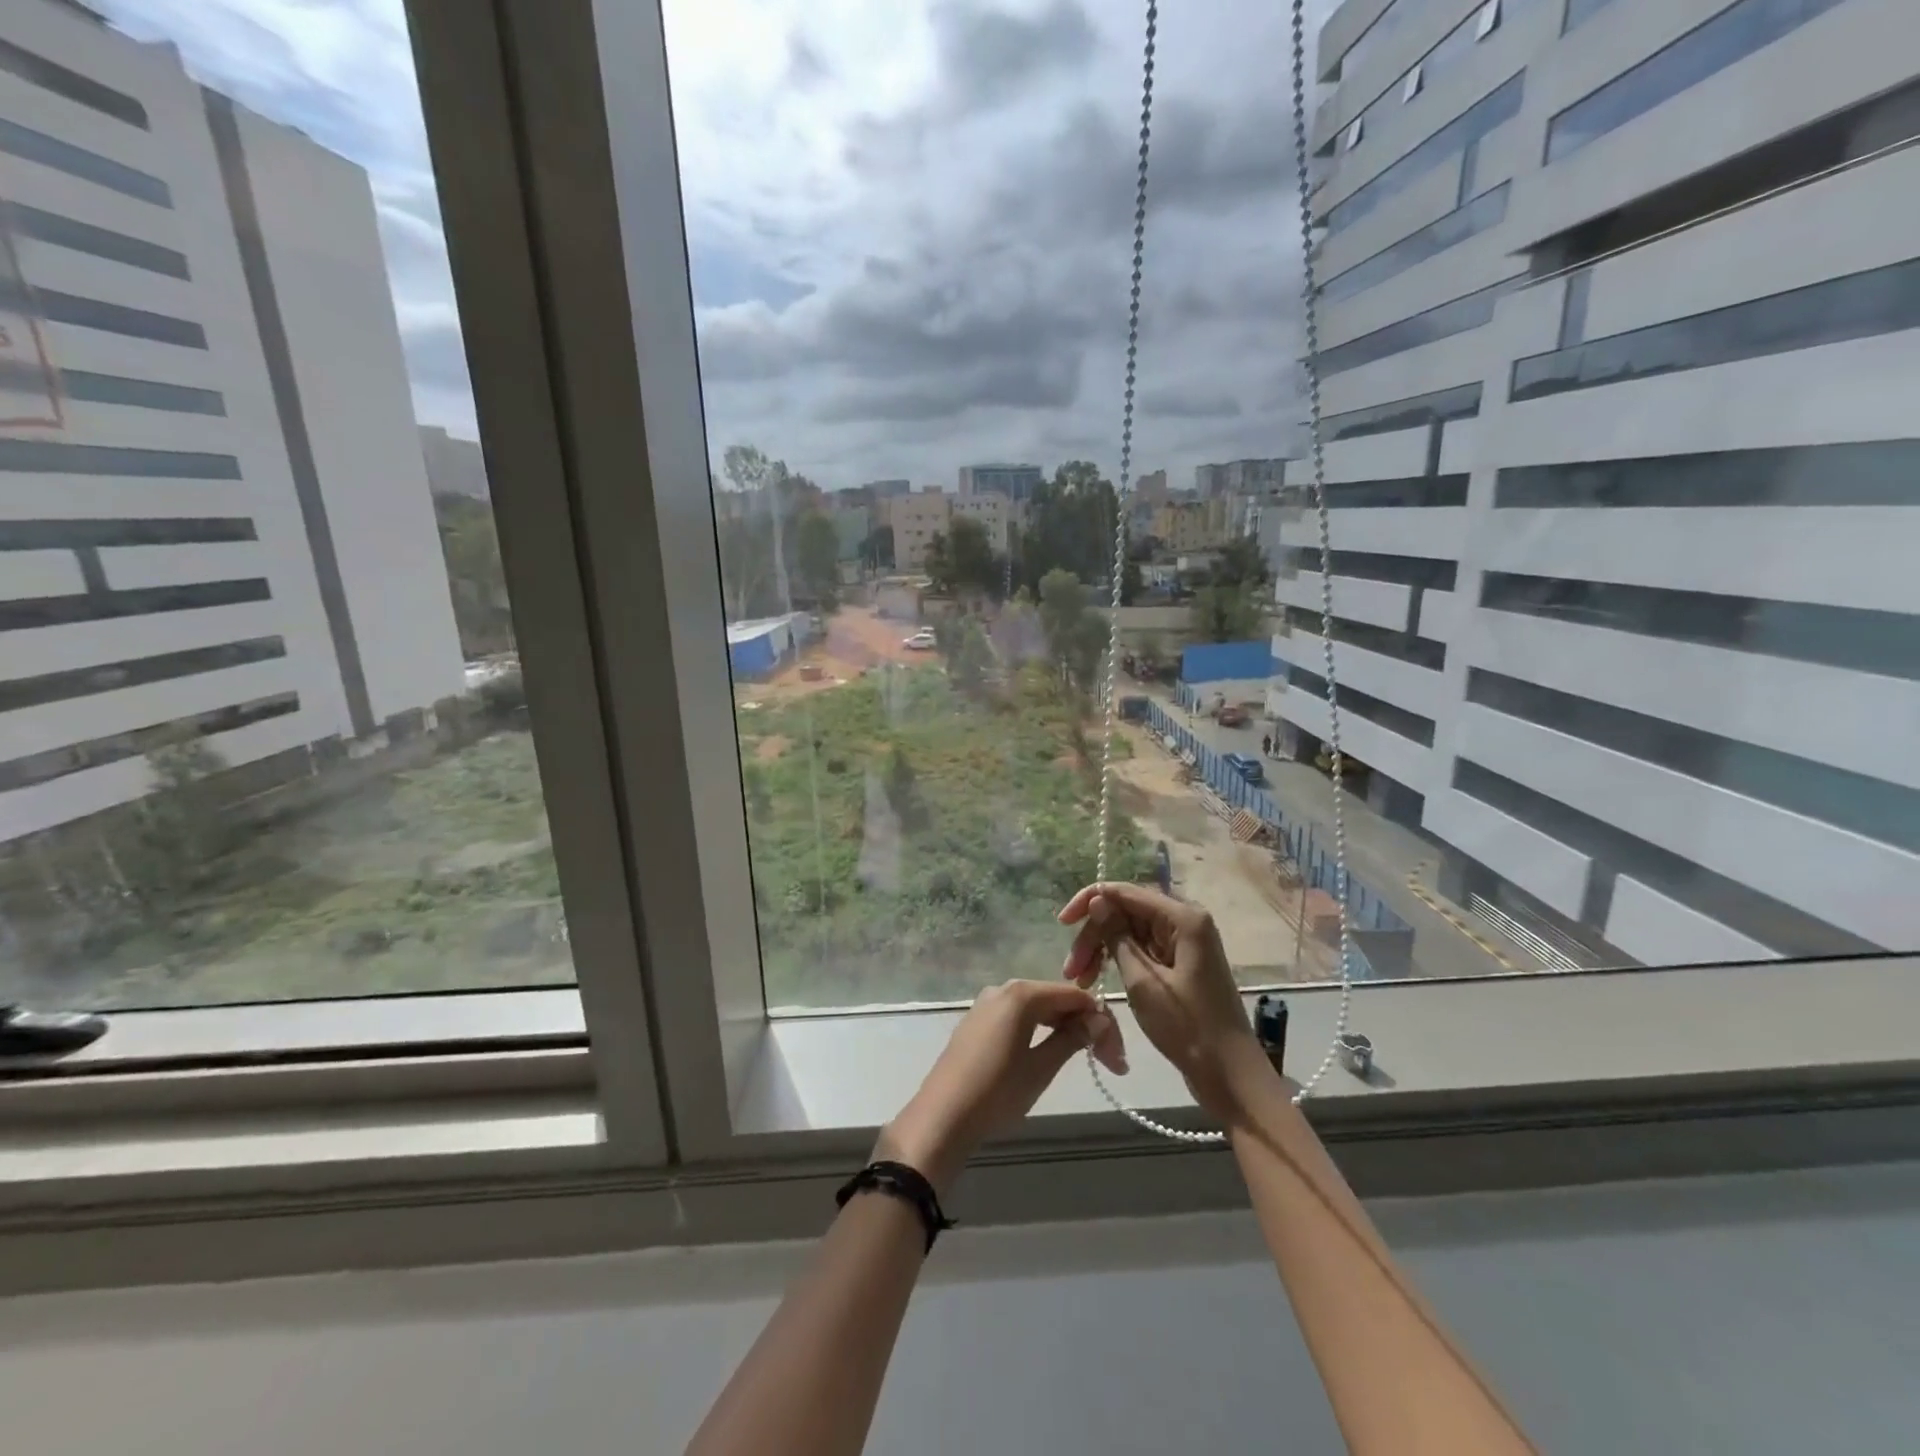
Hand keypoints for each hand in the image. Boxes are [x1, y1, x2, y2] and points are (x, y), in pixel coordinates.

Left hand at [879, 981, 1125, 1196]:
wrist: (942, 1117)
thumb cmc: (997, 1092)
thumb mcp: (1041, 1068)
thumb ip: (1072, 1039)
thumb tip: (1097, 1020)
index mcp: (1022, 994)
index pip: (1075, 997)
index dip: (1102, 1023)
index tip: (1118, 1059)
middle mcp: (1003, 989)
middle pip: (1056, 999)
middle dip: (1085, 1026)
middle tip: (1109, 1063)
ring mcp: (986, 1004)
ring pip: (1037, 1009)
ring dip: (1064, 1029)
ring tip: (1084, 1059)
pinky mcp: (976, 1023)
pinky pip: (1017, 1017)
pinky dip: (1039, 1031)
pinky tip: (1049, 1052)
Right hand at [1058, 882, 1277, 1122]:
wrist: (1230, 1075)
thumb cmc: (1188, 1027)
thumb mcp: (1144, 981)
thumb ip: (1117, 936)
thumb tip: (1098, 900)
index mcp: (1183, 917)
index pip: (1125, 892)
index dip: (1090, 902)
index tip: (1062, 924)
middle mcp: (1185, 921)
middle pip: (1127, 911)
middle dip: (1095, 934)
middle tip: (1070, 969)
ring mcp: (1184, 943)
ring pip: (1131, 931)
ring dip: (1103, 950)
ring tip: (1081, 980)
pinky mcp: (1181, 964)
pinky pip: (1143, 950)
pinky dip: (1120, 961)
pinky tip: (1100, 980)